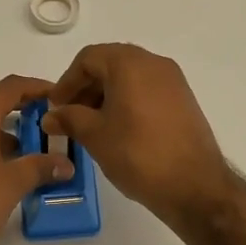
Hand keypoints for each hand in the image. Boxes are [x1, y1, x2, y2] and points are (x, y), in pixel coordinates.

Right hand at [43, 44, 233, 229]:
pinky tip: (118, 130)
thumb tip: (51, 116)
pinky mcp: (184, 101)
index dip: (66, 81)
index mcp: (130, 63)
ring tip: (91, 126)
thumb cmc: (137, 154)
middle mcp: (154, 63)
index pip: (88, 58)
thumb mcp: (95, 135)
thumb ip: (69, 118)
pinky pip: (147, 91)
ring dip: (105, 96)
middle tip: (69, 116)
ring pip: (130, 78)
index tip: (55, 107)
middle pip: (110, 64)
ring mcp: (173, 81)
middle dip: (85, 88)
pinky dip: (127, 102)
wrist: (194, 186)